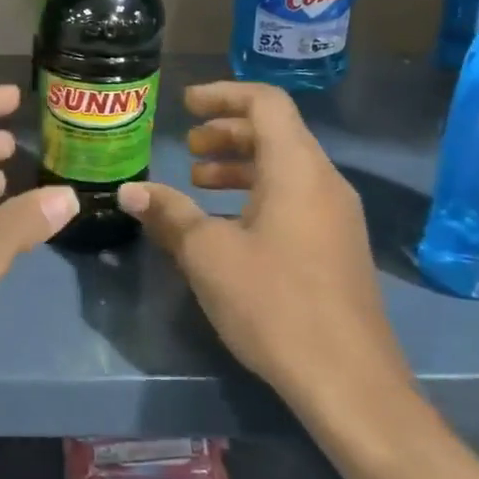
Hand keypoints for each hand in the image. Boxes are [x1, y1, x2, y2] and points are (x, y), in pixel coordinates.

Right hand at [117, 81, 412, 420]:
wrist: (349, 383)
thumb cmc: (274, 303)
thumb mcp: (207, 254)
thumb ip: (168, 214)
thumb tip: (130, 191)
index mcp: (297, 169)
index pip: (266, 103)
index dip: (223, 94)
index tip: (185, 106)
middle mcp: (325, 183)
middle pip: (276, 132)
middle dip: (227, 131)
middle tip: (188, 147)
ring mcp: (337, 217)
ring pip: (285, 167)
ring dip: (240, 164)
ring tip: (198, 182)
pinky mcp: (337, 247)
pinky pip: (295, 197)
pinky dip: (257, 192)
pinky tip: (227, 225)